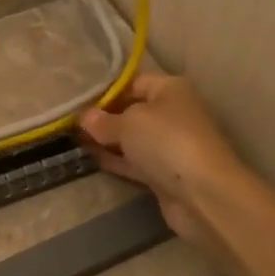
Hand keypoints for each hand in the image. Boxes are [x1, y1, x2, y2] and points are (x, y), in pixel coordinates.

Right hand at [78, 74, 253, 250]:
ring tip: (74, 142)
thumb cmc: (166, 141)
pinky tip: (91, 159)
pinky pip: (135, 161)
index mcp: (170, 89)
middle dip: (104, 118)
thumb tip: (84, 118)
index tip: (79, 104)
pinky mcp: (165, 173)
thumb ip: (102, 120)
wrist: (202, 192)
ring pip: (132, 139)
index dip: (107, 92)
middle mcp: (173, 113)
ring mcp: (170, 145)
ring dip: (108, 141)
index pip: (134, 83)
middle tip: (72, 124)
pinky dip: (116, 160)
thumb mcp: (127, 123)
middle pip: (133, 111)